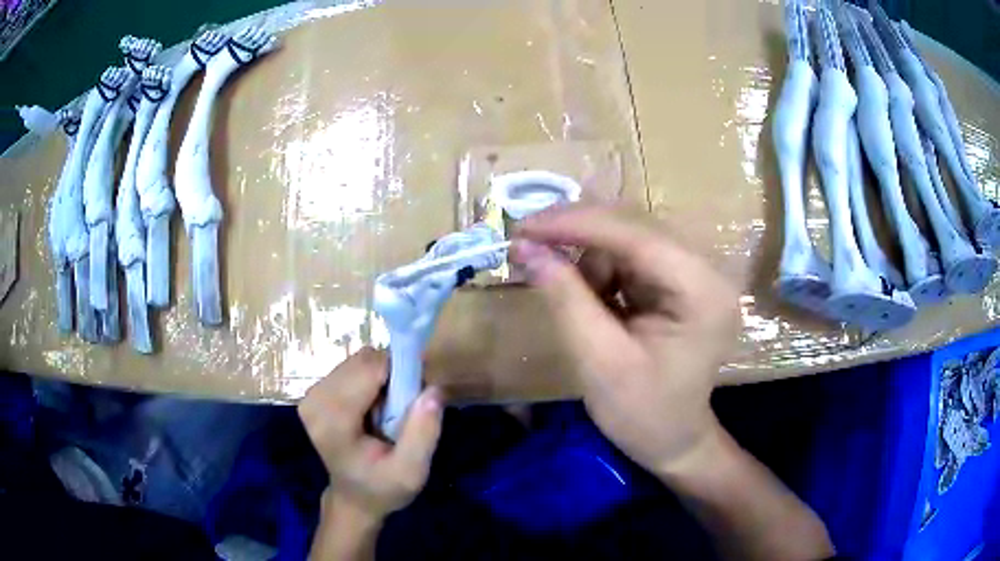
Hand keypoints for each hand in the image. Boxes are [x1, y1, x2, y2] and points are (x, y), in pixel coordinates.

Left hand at [298, 348, 443, 522]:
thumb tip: (433, 388)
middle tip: (402, 409)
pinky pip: (351, 367)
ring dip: (381, 378)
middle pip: (363, 361)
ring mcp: (311, 395)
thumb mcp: (412, 472)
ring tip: (387, 411)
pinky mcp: (314, 392)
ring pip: (358, 360)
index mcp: (334, 422)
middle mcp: (315, 402)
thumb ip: (423, 432)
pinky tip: (372, 406)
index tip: (414, 402)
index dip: (400, 376)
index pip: (369, 370)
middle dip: (390, 376)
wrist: (354, 497)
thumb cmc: (383, 487)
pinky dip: (369, 379)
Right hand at [512, 205, 739, 476]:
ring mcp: (693, 275)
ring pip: (627, 239)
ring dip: (589, 260)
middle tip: (527, 247)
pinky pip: (630, 258)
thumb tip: (525, 247)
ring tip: (574, 301)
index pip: (637, 237)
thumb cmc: (643, 414)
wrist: (673, 442)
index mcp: (702, 292)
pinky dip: (599, 272)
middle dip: (578, 237)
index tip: (523, 227)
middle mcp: (705, 271)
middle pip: (634, 229)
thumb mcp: (600, 361)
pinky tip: (591, 299)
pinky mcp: (678, 282)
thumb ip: (565, 299)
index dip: (577, 225)